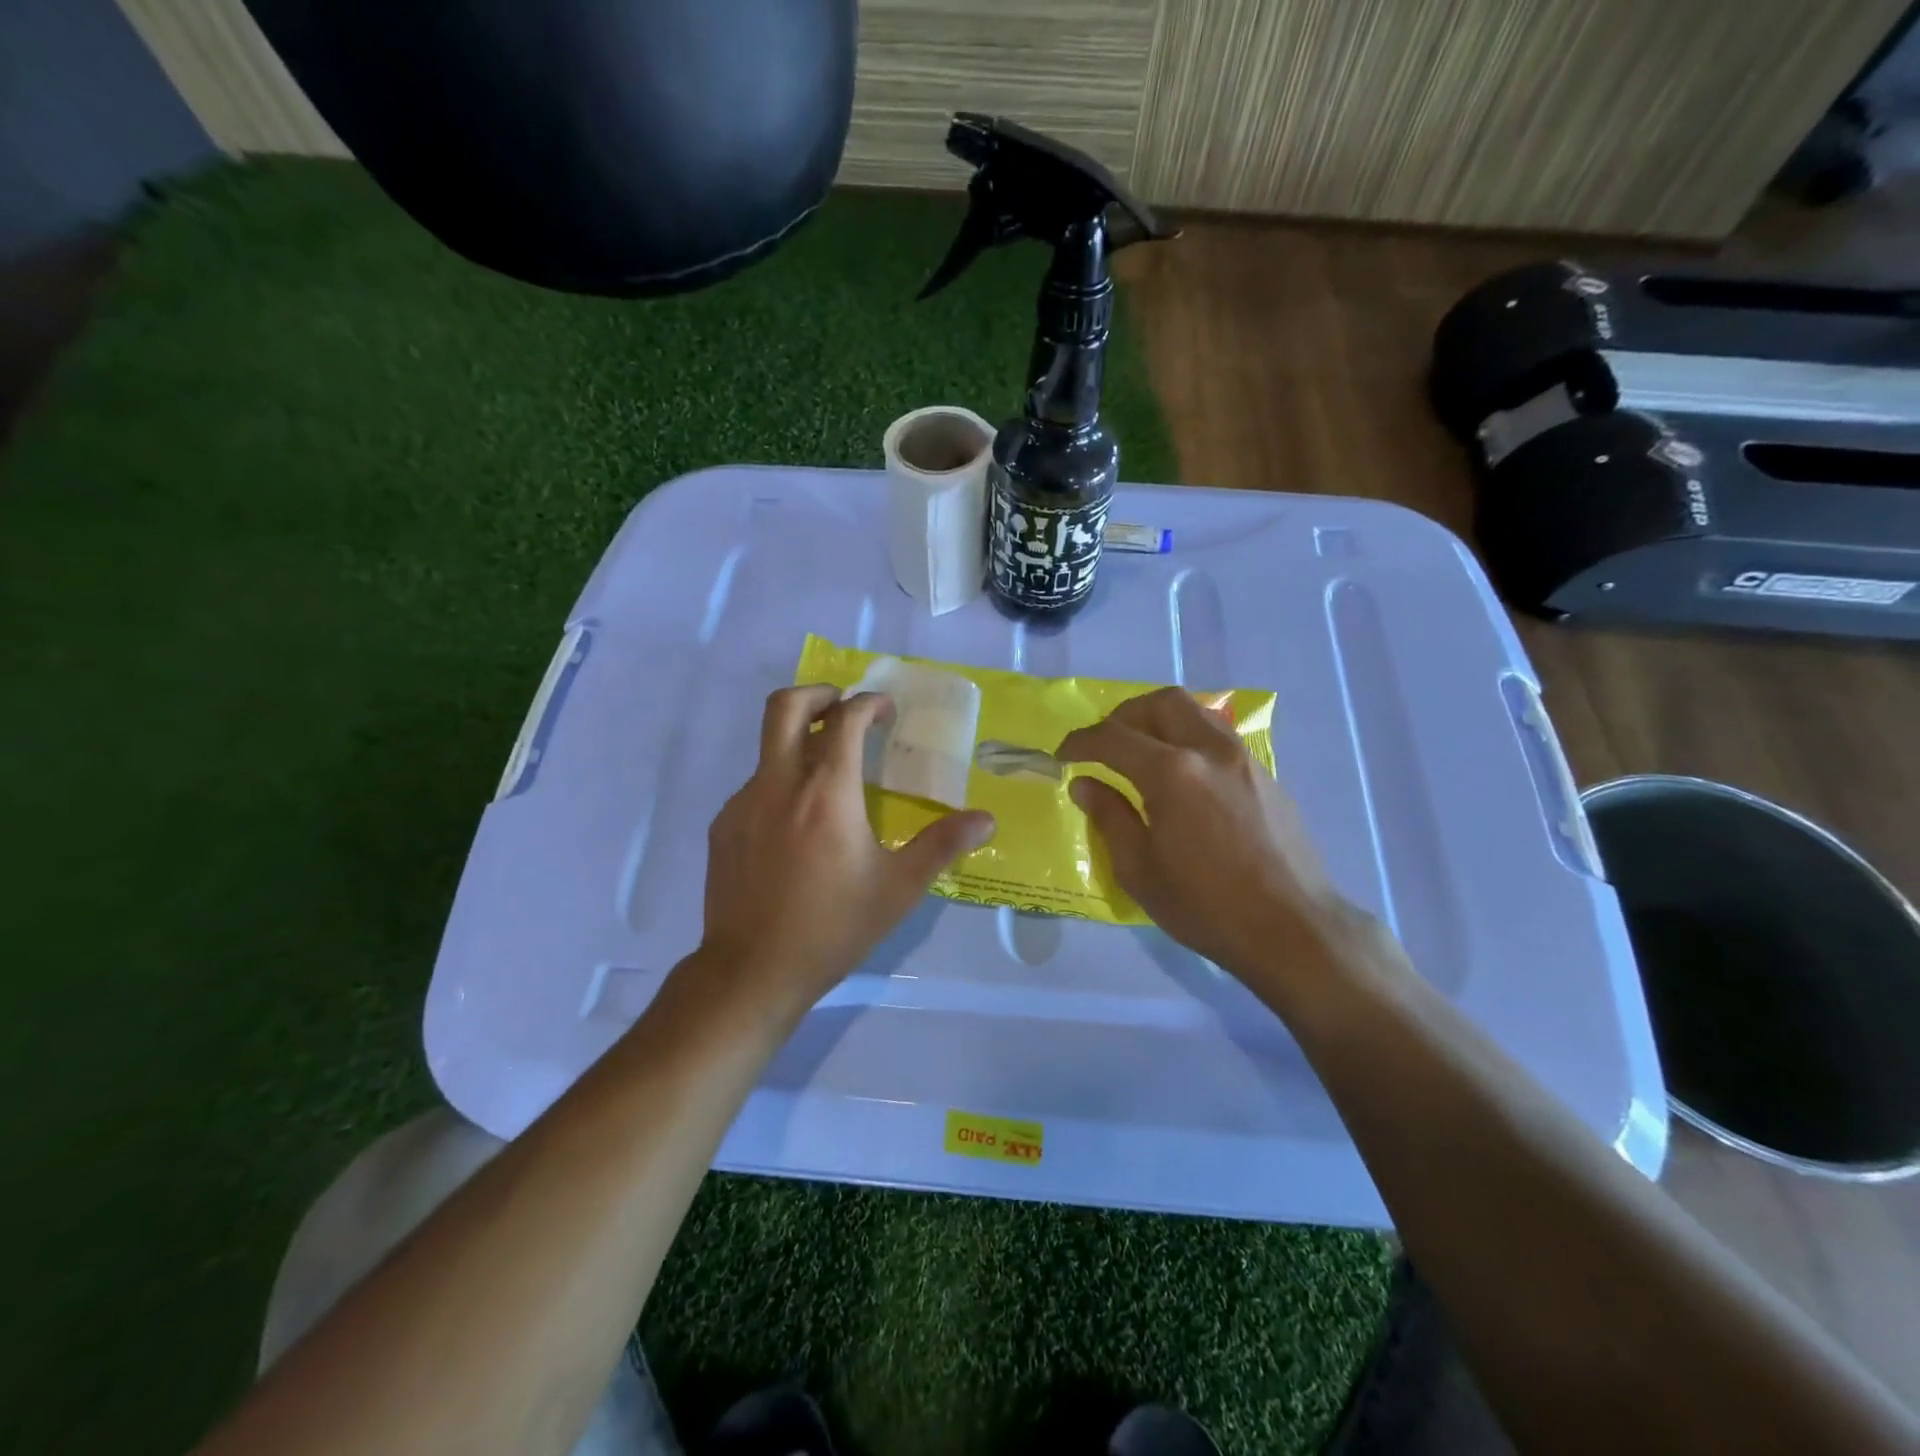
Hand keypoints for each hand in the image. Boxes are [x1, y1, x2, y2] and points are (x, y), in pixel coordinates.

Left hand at [700, 685, 995, 1017]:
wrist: (752, 972)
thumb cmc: (832, 927)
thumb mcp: (898, 889)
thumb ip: (942, 846)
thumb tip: (986, 819)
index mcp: (826, 791)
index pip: (845, 719)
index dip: (869, 704)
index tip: (886, 713)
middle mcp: (779, 783)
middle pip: (786, 706)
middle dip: (819, 694)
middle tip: (844, 708)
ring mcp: (743, 803)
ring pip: (769, 748)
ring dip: (800, 742)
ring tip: (829, 778)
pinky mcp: (724, 827)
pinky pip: (755, 787)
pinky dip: (781, 785)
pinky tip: (797, 827)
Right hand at [1057, 687, 1360, 977]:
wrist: (1293, 928)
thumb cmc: (1206, 906)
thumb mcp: (1139, 870)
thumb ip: (1110, 817)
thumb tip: (1085, 784)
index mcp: (1172, 773)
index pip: (1113, 738)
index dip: (1081, 741)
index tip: (1063, 754)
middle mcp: (1210, 751)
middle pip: (1161, 703)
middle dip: (1124, 715)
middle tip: (1104, 744)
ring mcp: (1244, 759)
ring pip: (1196, 712)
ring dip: (1160, 720)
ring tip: (1142, 752)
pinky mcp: (1266, 776)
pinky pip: (1219, 737)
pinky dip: (1189, 739)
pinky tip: (1183, 777)